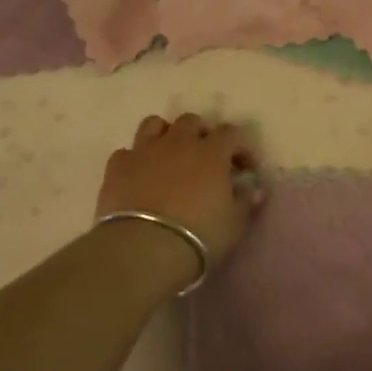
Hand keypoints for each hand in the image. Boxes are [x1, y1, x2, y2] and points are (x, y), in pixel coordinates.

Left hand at [95, 112, 264, 265]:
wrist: (143, 249)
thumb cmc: (199, 236)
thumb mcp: (234, 224)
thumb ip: (246, 202)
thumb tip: (255, 189)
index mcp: (211, 153)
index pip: (232, 133)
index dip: (241, 147)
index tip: (245, 169)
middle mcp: (178, 143)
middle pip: (191, 121)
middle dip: (202, 135)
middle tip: (206, 158)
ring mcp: (144, 152)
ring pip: (154, 125)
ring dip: (166, 136)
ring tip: (170, 157)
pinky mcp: (116, 168)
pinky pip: (127, 152)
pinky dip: (136, 160)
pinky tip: (140, 177)